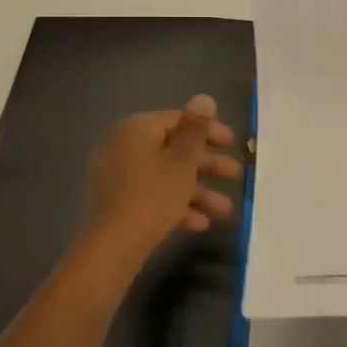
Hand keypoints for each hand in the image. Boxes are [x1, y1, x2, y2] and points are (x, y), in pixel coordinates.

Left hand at [79, 95, 243, 264]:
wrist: (111, 248)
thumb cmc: (152, 197)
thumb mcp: (181, 162)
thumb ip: (195, 129)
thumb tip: (204, 98)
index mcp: (136, 129)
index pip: (178, 120)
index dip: (208, 129)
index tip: (232, 143)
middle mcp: (124, 146)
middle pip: (173, 149)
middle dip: (207, 165)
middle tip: (235, 175)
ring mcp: (118, 176)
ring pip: (166, 176)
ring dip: (197, 191)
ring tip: (225, 211)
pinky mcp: (118, 202)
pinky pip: (153, 195)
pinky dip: (176, 205)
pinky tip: (200, 224)